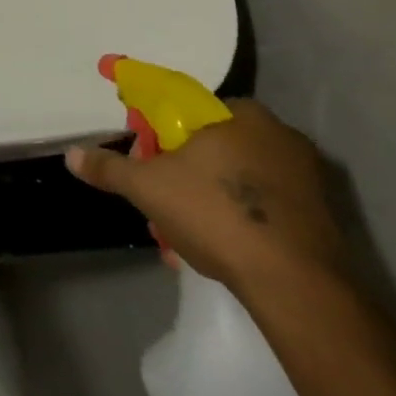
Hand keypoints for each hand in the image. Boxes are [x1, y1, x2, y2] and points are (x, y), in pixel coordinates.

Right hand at [66, 99, 349, 296]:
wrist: (297, 285)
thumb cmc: (217, 215)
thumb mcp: (148, 188)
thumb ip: (110, 168)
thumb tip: (72, 154)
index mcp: (239, 113)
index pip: (185, 110)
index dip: (158, 134)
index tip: (145, 159)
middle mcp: (278, 132)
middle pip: (212, 144)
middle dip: (182, 171)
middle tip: (161, 200)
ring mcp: (307, 174)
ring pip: (238, 177)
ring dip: (209, 197)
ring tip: (186, 233)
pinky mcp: (324, 213)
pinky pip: (266, 204)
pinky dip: (241, 218)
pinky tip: (223, 247)